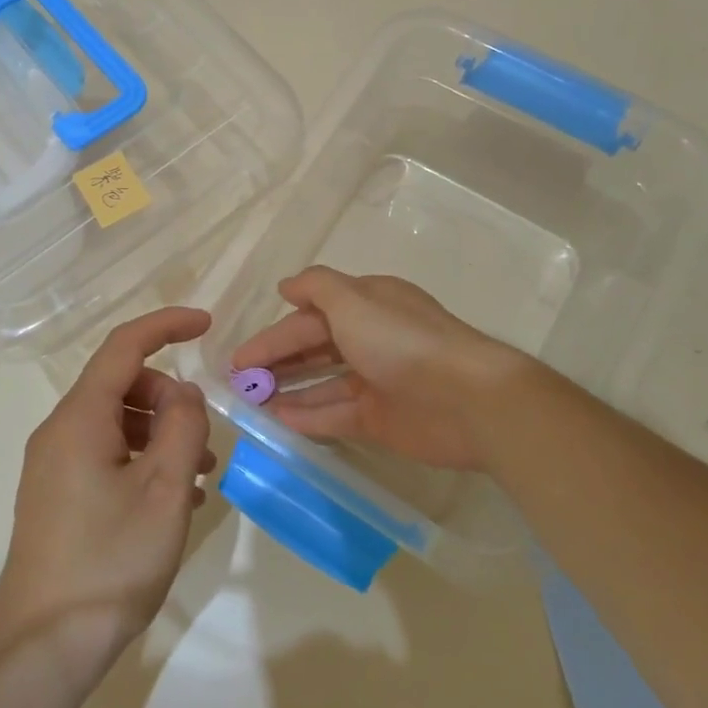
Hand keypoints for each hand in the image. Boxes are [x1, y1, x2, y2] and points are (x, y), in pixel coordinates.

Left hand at [0, 306, 214, 676]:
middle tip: (204, 439)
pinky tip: (172, 501)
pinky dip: (142, 460)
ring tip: (198, 476)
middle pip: (121, 385)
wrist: (42, 648)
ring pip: (115, 422)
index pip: (124, 346)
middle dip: (169, 397)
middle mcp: (60, 431)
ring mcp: (54, 465)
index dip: (166, 325)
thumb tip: (184, 392)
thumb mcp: (164, 489)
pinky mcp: (57, 496)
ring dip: (160, 434)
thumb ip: (182, 426)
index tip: (207, 324)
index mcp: (80, 418)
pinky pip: (105, 455)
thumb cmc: (109, 561)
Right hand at [229, 266, 526, 471]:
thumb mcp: (353, 300)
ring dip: (288, 389)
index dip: (273, 336)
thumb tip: (286, 286)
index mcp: (367, 306)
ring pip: (322, 383)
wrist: (468, 399)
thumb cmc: (403, 341)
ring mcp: (376, 381)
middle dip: (277, 362)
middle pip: (314, 348)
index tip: (239, 357)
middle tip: (240, 381)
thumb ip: (316, 287)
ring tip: (251, 402)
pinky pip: (336, 415)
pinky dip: (308, 417)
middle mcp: (370, 339)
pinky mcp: (382, 419)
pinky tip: (278, 422)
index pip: (309, 317)